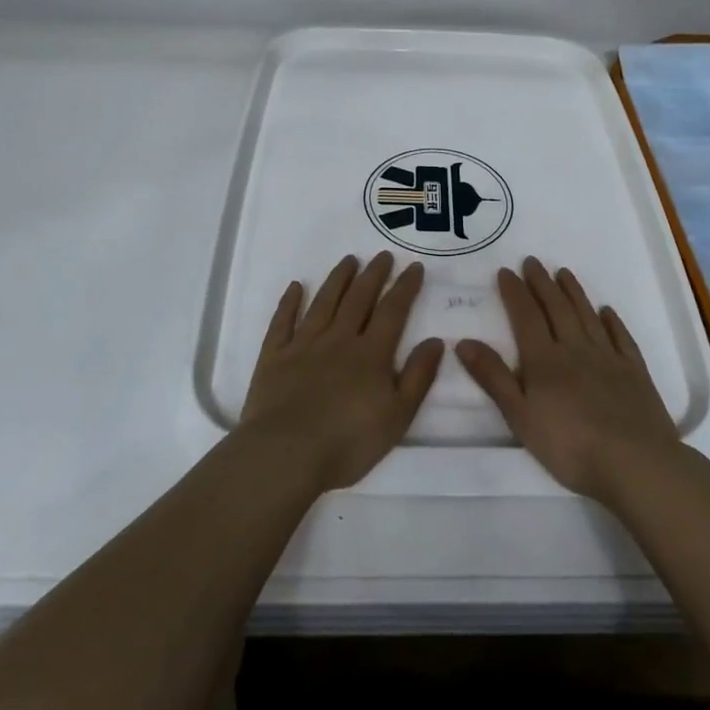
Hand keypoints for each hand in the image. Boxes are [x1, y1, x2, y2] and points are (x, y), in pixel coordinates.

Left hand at [239, 252, 444, 492]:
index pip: (392, 311)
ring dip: (338, 279)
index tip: (413, 266)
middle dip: (373, 274)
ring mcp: (303, 345)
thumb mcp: (398, 416)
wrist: (285, 454)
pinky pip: (282, 322)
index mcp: (371, 354)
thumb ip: (418, 377)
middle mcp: (339, 339)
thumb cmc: (348, 442)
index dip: (405, 287)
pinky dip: (289, 302)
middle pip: (358, 298)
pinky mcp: (274, 356)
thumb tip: (436, 341)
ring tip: (349, 260)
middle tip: (382, 254)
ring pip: (324, 302)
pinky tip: (296, 287)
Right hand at [455, 257, 678, 501]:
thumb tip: (464, 342)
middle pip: (556, 309)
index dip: (514, 292)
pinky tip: (607, 311)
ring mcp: (608, 358)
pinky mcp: (635, 372)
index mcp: (544, 360)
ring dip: (574, 293)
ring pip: (587, 316)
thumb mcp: (520, 417)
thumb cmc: (570, 446)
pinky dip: (612, 322)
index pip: (526, 316)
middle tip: (532, 261)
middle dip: (542, 283)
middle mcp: (575, 349)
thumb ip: (493, 378)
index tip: (506, 271)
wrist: (635, 462)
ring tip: (563, 273)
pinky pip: (621, 338)